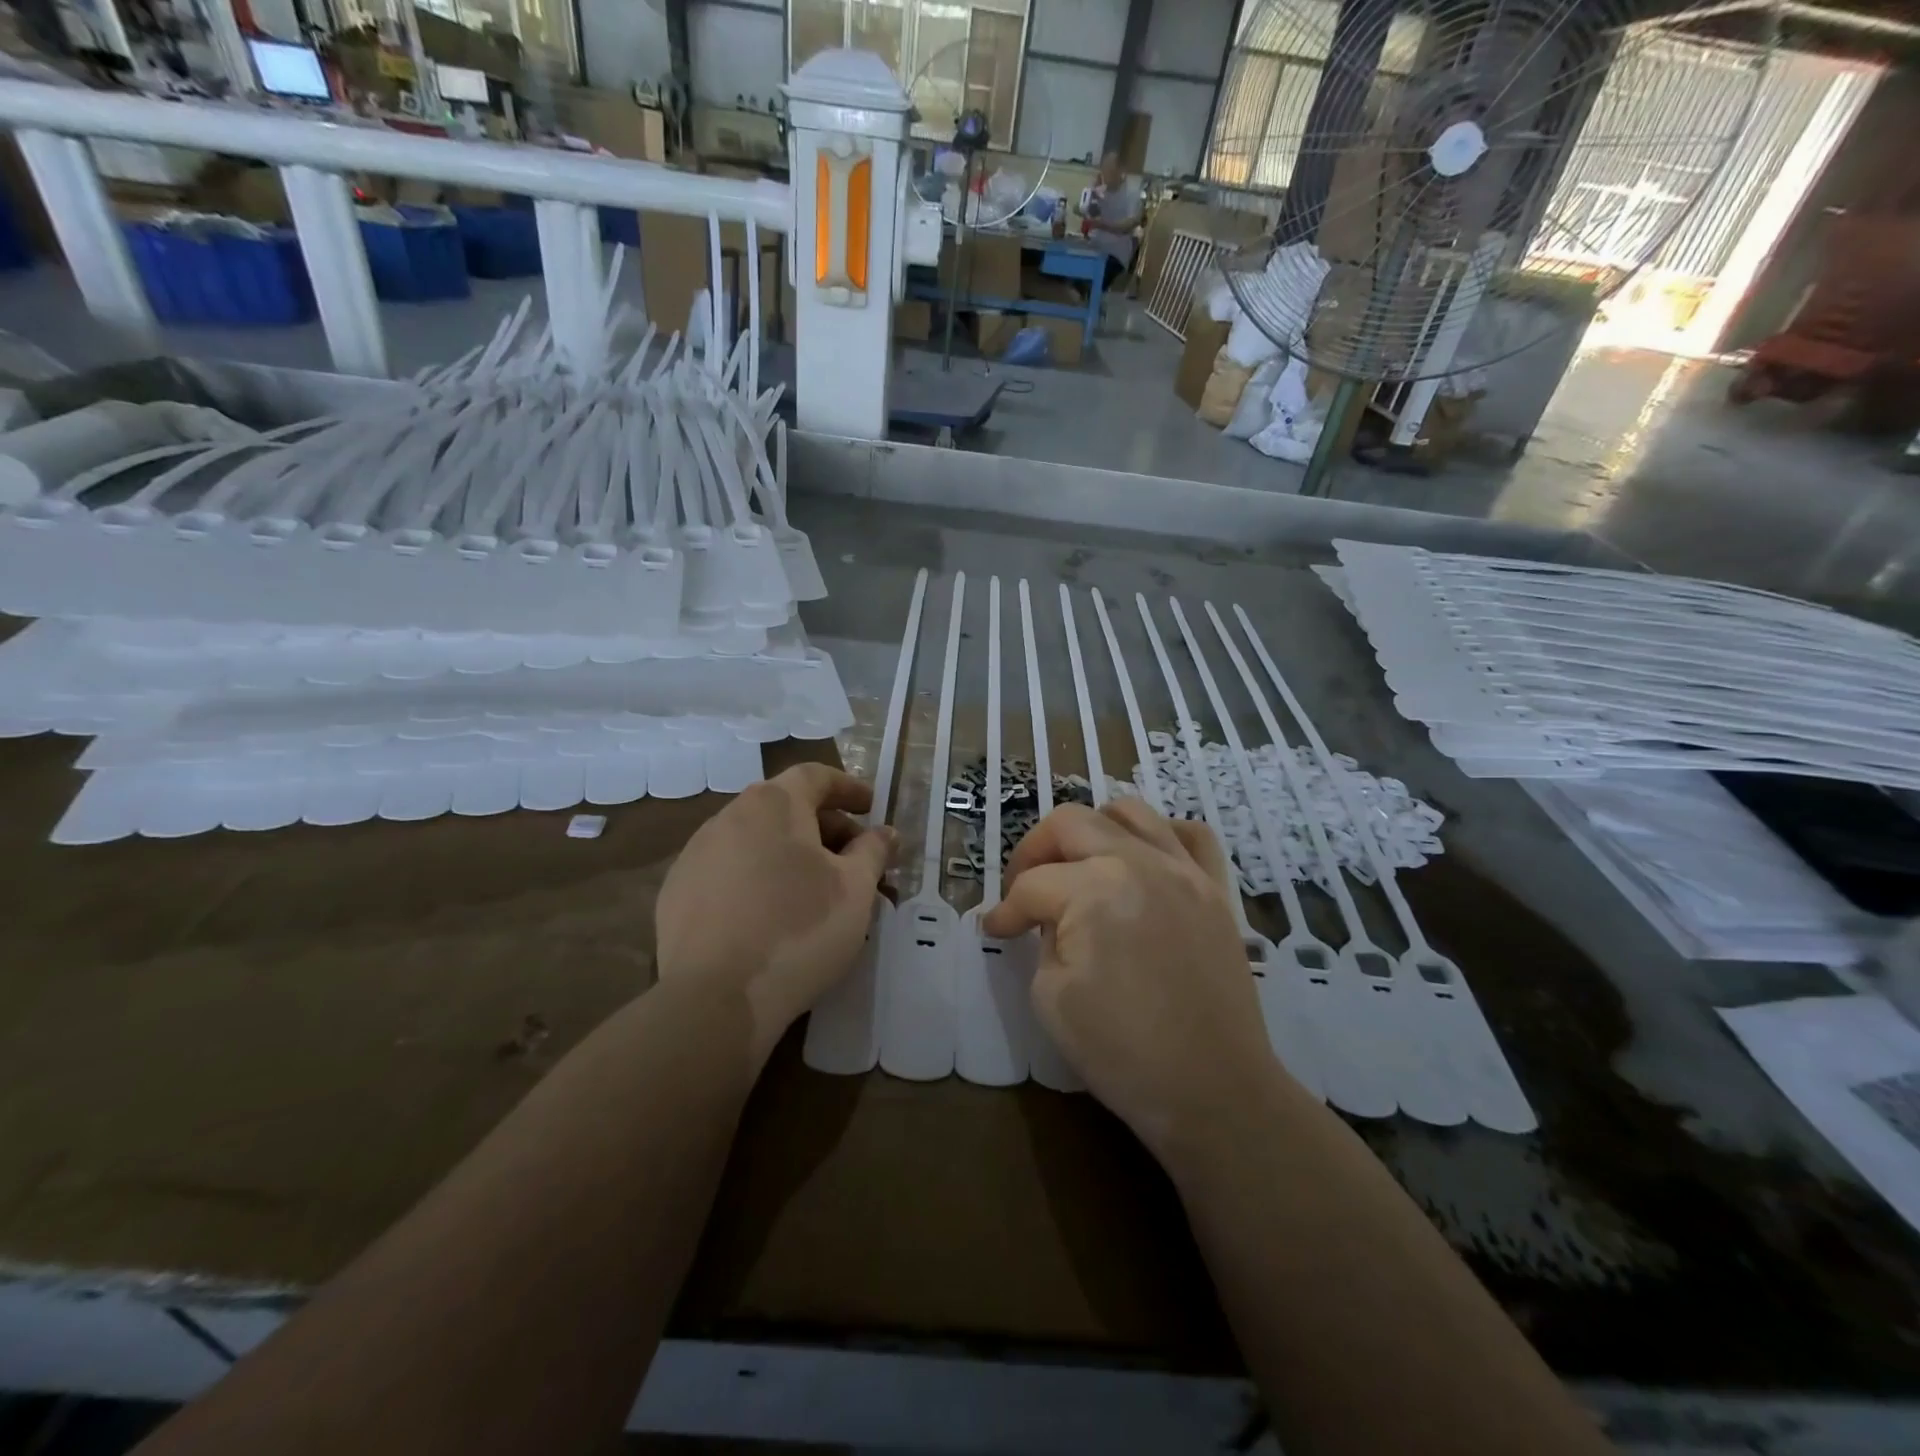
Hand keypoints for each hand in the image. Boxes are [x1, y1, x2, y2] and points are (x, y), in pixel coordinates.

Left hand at [656, 763, 892, 1063]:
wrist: (716, 998)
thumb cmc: (800, 929)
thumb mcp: (855, 889)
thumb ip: (873, 851)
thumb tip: (885, 832)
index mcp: (773, 804)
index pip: (815, 776)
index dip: (848, 788)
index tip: (871, 807)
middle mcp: (729, 816)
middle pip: (785, 807)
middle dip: (825, 827)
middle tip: (853, 859)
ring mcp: (695, 854)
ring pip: (754, 840)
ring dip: (790, 853)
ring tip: (815, 890)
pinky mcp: (676, 893)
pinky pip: (728, 871)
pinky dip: (757, 878)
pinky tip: (770, 914)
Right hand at [984, 801, 1287, 1161]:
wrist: (1213, 1091)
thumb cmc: (1123, 1052)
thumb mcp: (1051, 996)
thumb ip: (1042, 938)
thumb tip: (1044, 919)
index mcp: (1094, 890)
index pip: (1032, 885)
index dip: (1005, 910)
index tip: (995, 930)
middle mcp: (1140, 862)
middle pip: (1070, 824)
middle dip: (1034, 851)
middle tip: (1023, 888)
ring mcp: (1185, 870)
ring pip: (1129, 811)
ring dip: (1091, 829)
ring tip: (1079, 865)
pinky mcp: (1216, 889)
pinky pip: (1190, 834)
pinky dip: (1159, 834)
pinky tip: (1141, 860)